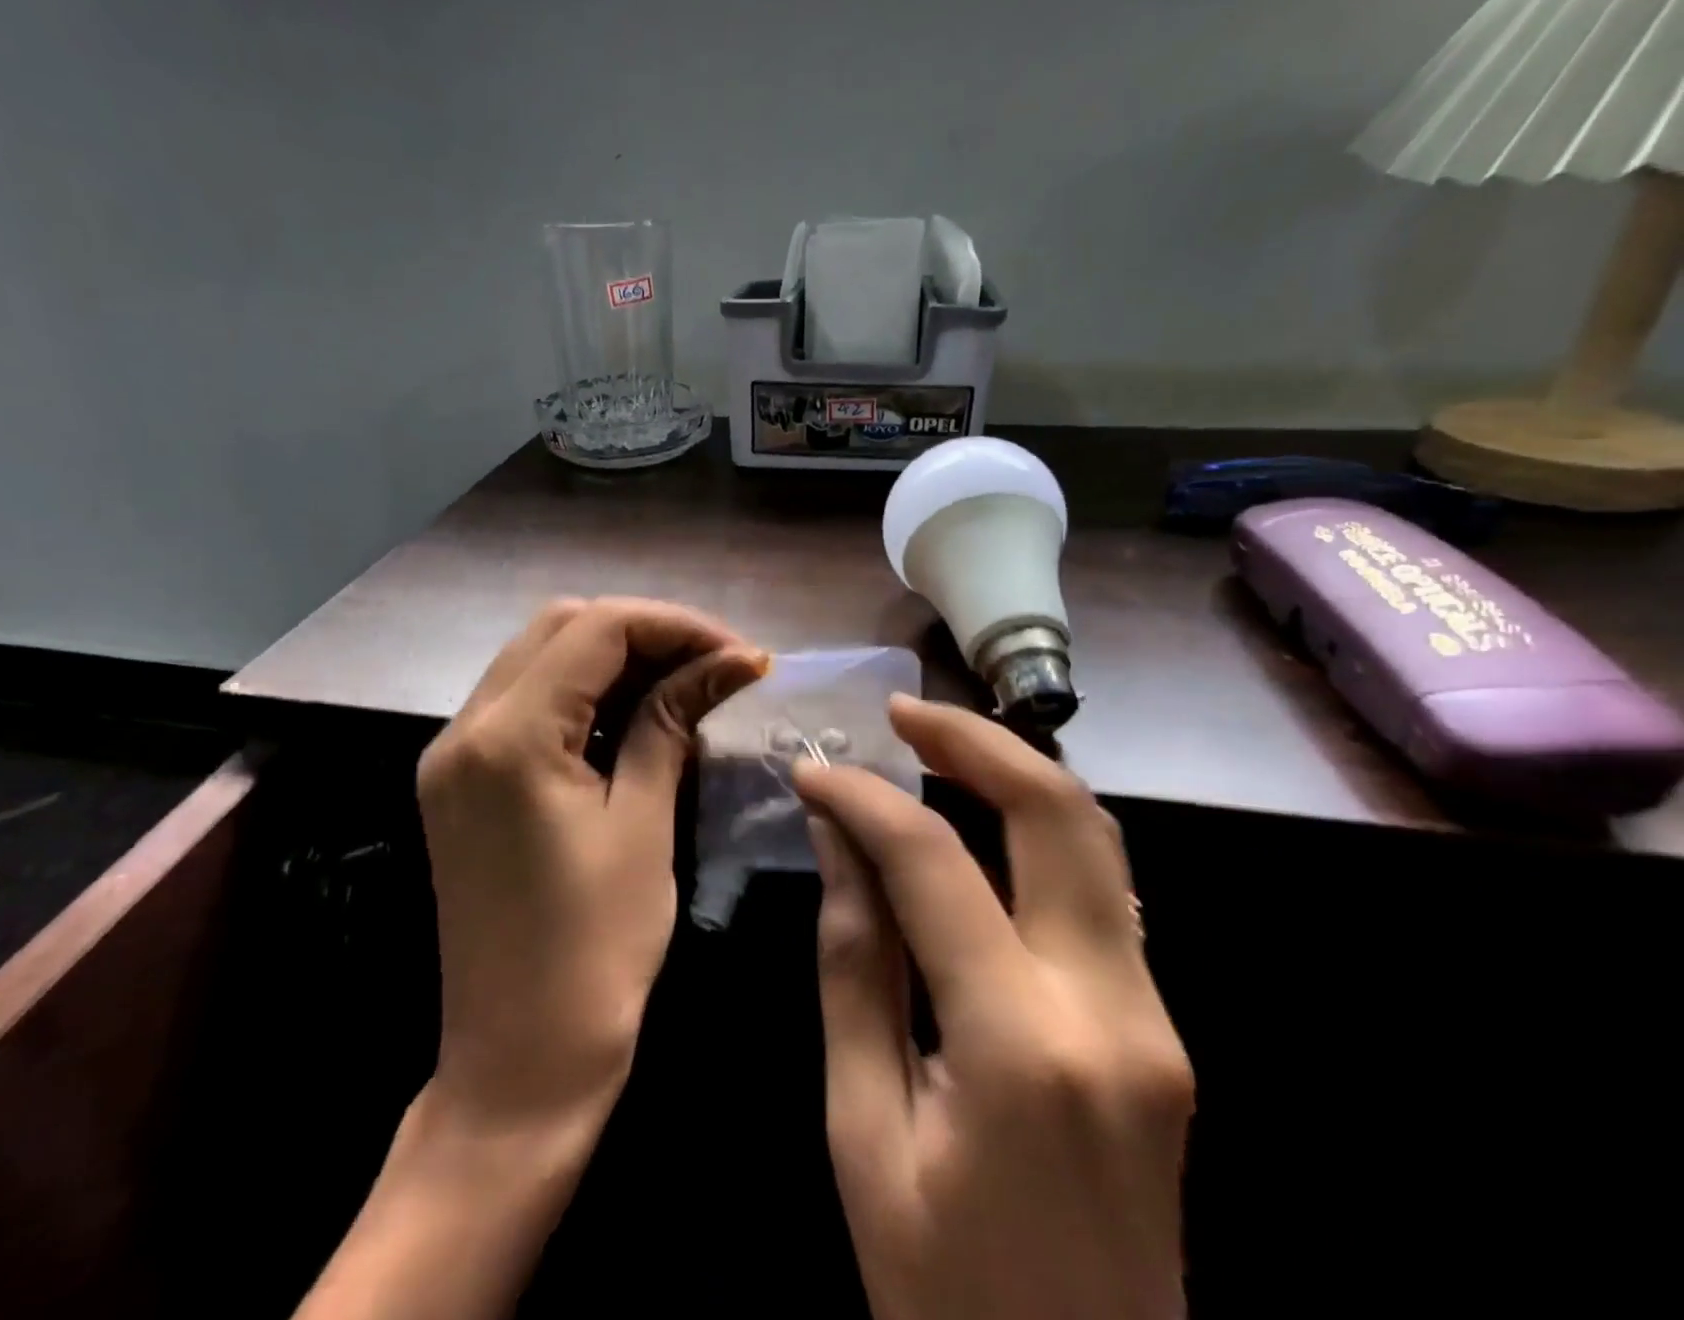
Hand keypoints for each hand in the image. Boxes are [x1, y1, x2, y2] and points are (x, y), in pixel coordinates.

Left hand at [415, 597, 767, 1129]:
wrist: (517, 1064)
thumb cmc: (595, 953)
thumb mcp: (643, 824)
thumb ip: (671, 723)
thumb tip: (730, 662)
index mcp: (507, 737)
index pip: (596, 628)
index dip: (676, 625)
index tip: (739, 654)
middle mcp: (464, 729)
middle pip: (561, 627)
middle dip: (644, 633)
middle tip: (712, 666)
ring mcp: (453, 754)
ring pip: (540, 659)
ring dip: (614, 659)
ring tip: (684, 684)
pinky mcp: (460, 781)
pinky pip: (524, 704)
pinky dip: (582, 695)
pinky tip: (632, 717)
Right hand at [794, 695, 1191, 1319]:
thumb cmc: (943, 1296)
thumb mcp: (862, 1133)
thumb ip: (854, 967)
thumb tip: (838, 839)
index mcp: (1022, 1047)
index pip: (934, 866)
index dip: (865, 801)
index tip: (813, 769)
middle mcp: (1113, 1010)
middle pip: (1060, 816)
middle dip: (975, 740)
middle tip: (902, 712)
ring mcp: (1155, 1017)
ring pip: (1098, 841)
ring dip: (1015, 771)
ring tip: (936, 742)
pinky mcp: (1161, 1028)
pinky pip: (1099, 890)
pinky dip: (1037, 828)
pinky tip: (980, 816)